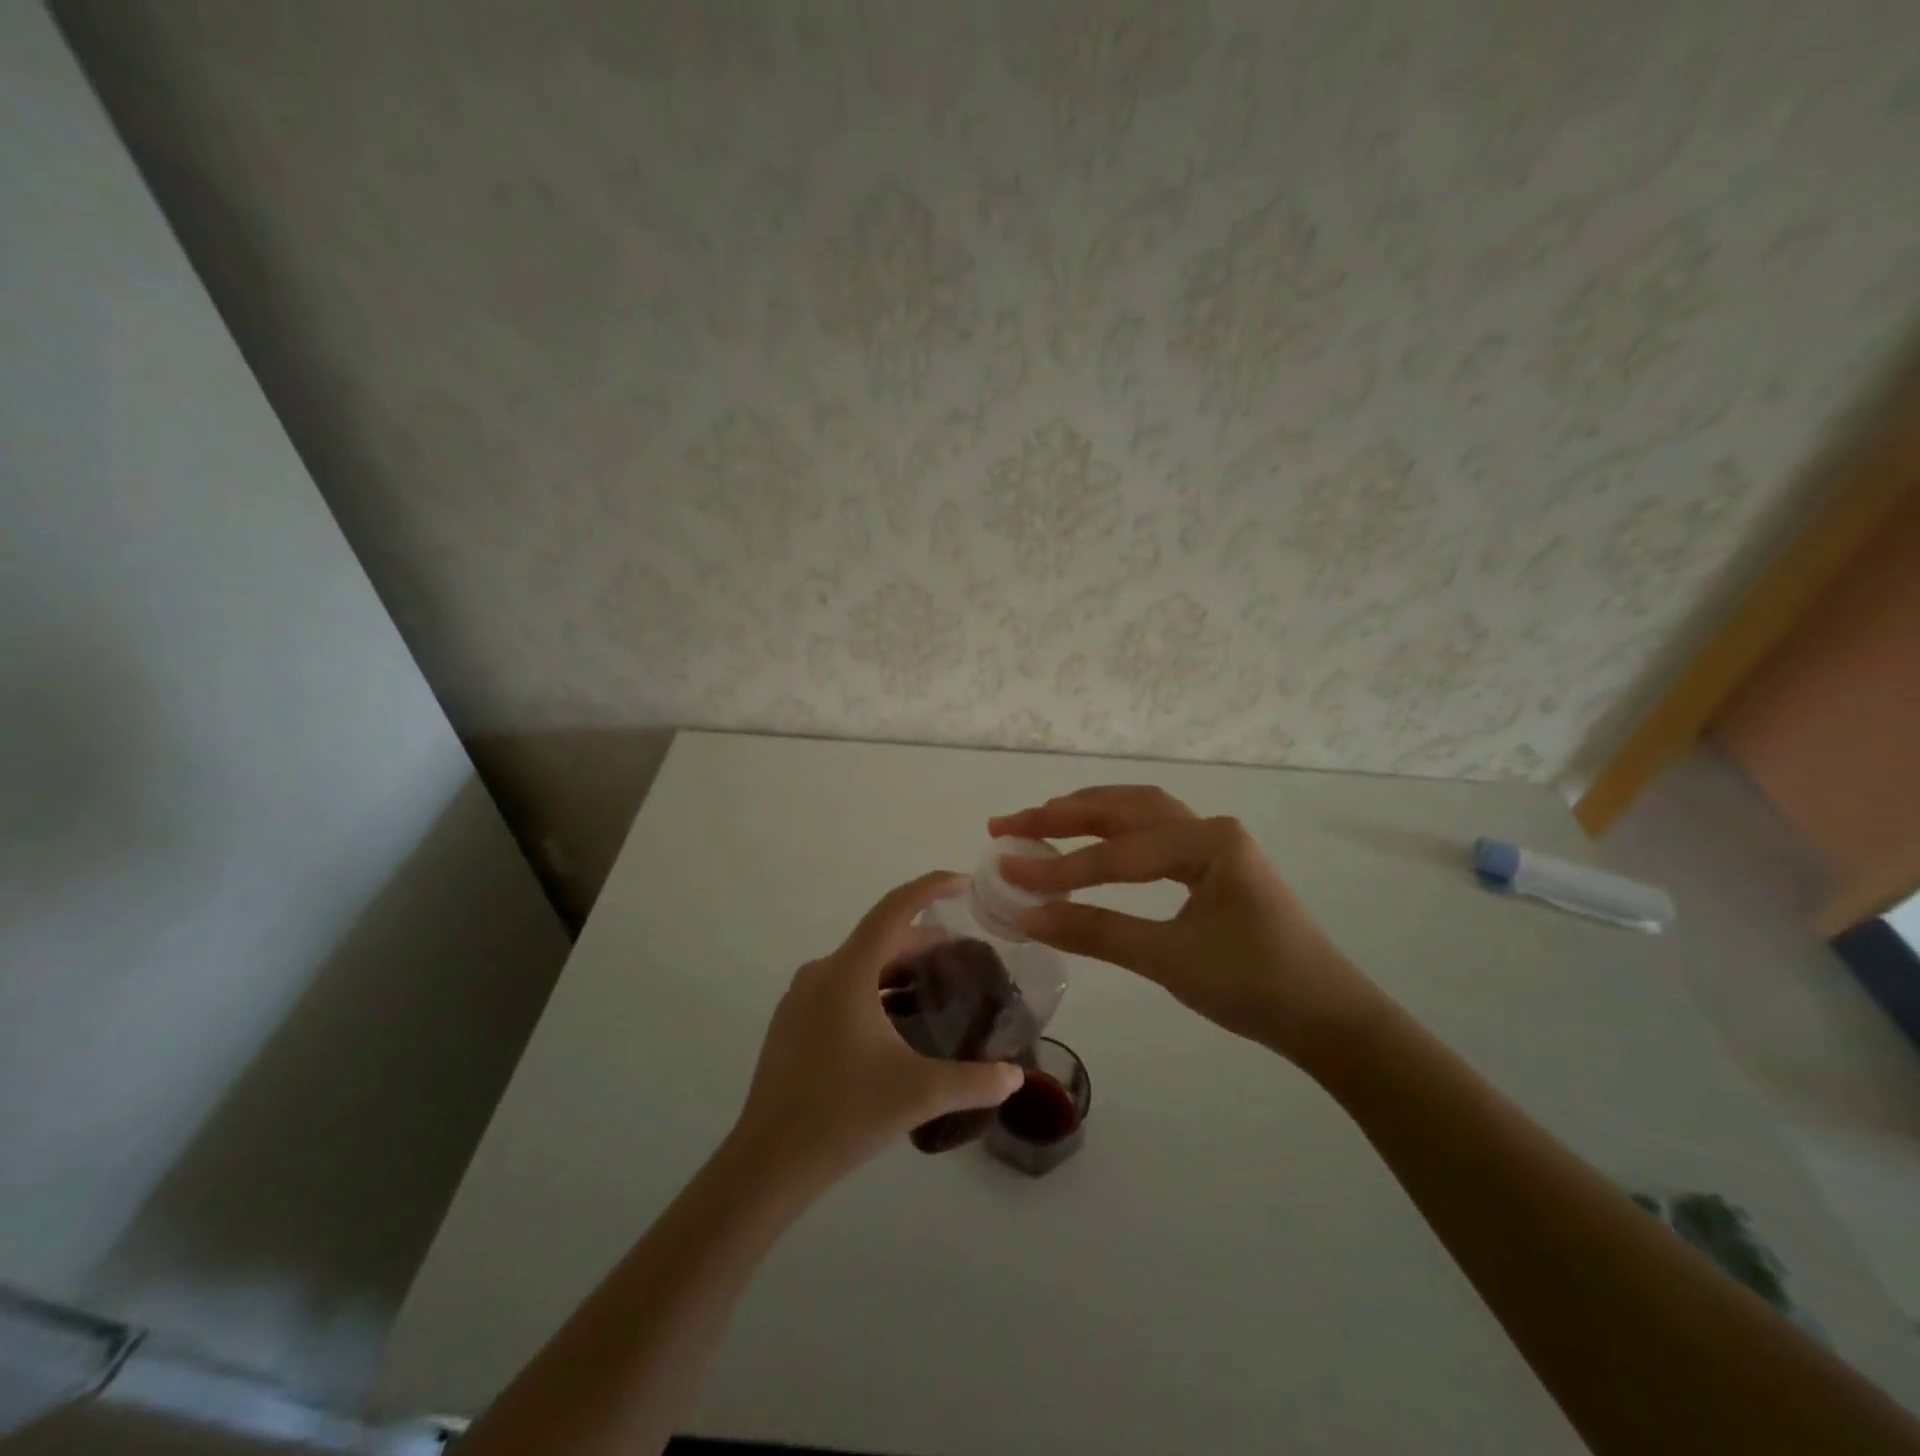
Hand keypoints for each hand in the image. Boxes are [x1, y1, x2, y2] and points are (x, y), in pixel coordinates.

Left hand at [730, 871, 1023, 1190]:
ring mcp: (801, 997)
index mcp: (848, 972)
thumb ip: (975, 1081)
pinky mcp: (793, 1022)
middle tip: (965, 958)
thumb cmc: (843, 1115)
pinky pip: (842, 987)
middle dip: (925, 942)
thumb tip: (1016, 1077)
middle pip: (880, 938)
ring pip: (861, 964)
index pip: (894, 909)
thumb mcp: (919, 1094)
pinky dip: (876, 989)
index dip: (930, 887)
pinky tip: (897, 1022)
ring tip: (938, 988)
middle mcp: (821, 973)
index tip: (963, 882)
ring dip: (900, 968)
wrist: (768, 1163)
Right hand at [990, 786, 1384, 1063]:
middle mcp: (1209, 827)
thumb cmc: (1255, 987)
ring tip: (1040, 818)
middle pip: (1124, 809)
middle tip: (1008, 823)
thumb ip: (1097, 932)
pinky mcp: (1213, 862)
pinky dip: (1113, 829)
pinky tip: (1090, 836)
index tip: (1006, 871)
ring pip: (1139, 812)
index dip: (1058, 866)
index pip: (1117, 853)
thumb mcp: (1170, 960)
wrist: (1328, 1018)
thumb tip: (1028, 916)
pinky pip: (1153, 832)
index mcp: (1208, 842)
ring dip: (1087, 812)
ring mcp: (1214, 842)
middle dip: (1062, 814)